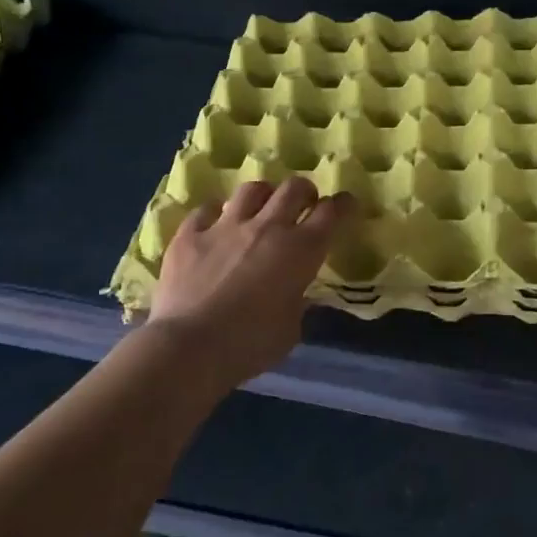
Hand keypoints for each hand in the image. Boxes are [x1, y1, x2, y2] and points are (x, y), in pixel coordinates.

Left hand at [145, 177, 353, 391]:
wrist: (190, 347)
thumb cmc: (250, 345)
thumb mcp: (290, 329)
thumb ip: (296, 301)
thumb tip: (293, 291)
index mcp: (301, 250)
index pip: (332, 212)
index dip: (343, 205)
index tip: (346, 205)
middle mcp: (268, 227)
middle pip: (294, 188)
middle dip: (304, 191)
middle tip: (304, 203)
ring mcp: (226, 226)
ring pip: (252, 189)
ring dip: (263, 196)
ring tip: (260, 209)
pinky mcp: (191, 234)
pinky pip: (206, 210)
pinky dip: (215, 215)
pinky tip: (214, 225)